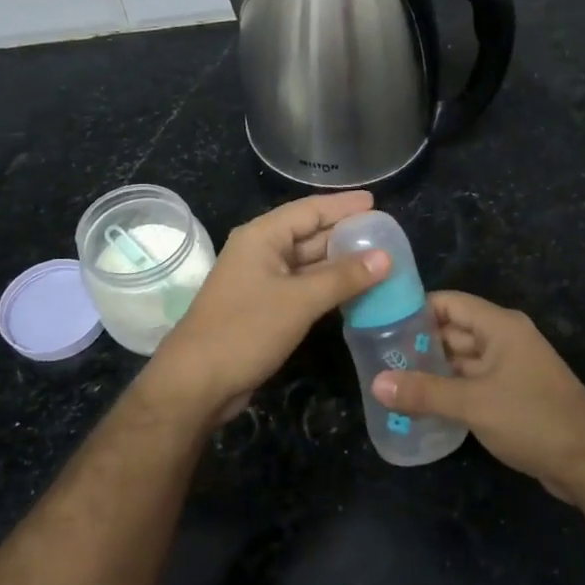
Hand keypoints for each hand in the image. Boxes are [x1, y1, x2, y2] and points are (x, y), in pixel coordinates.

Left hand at [144, 191, 390, 424]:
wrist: (198, 382)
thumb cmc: (245, 330)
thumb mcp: (299, 300)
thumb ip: (343, 277)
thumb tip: (386, 257)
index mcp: (262, 237)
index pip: (309, 210)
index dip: (343, 206)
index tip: (376, 202)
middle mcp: (260, 252)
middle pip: (309, 234)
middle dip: (345, 234)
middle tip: (385, 234)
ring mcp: (261, 281)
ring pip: (308, 264)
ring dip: (340, 264)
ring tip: (379, 260)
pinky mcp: (265, 308)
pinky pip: (303, 288)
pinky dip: (328, 287)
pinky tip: (355, 291)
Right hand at [370, 292, 584, 504]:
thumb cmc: (533, 419)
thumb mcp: (473, 404)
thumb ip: (424, 392)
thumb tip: (376, 383)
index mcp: (500, 326)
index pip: (449, 302)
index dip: (415, 308)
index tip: (380, 322)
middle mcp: (504, 340)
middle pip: (452, 331)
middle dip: (418, 344)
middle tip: (376, 358)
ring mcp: (509, 368)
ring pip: (461, 360)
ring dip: (431, 370)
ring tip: (390, 382)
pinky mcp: (511, 395)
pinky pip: (472, 383)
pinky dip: (448, 390)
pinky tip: (420, 405)